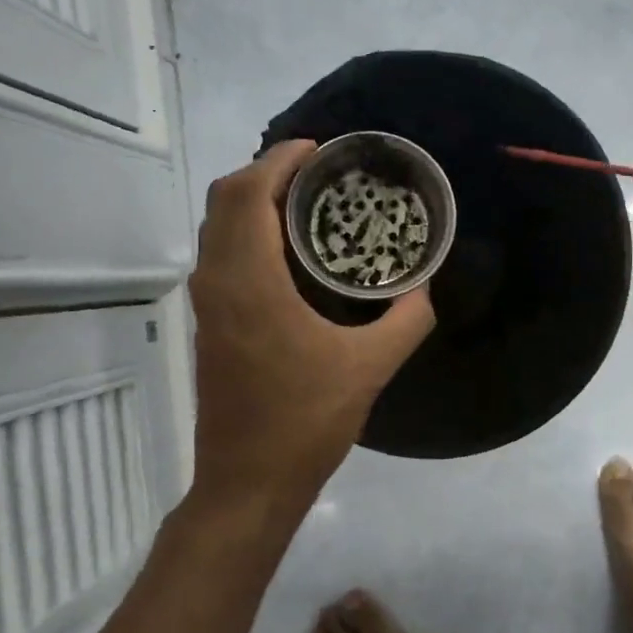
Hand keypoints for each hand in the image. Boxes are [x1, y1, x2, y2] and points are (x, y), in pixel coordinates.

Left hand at [188, 141, 435, 517]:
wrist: (247, 482)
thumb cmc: (305, 422)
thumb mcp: (369, 368)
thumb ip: (406, 320)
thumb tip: (425, 288)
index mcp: (249, 282)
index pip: (248, 193)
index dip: (279, 160)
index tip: (319, 150)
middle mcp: (217, 283)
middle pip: (225, 200)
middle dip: (267, 172)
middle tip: (319, 172)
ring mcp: (207, 306)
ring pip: (218, 228)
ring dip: (254, 202)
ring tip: (306, 201)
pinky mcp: (209, 326)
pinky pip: (221, 255)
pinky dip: (248, 232)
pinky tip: (289, 252)